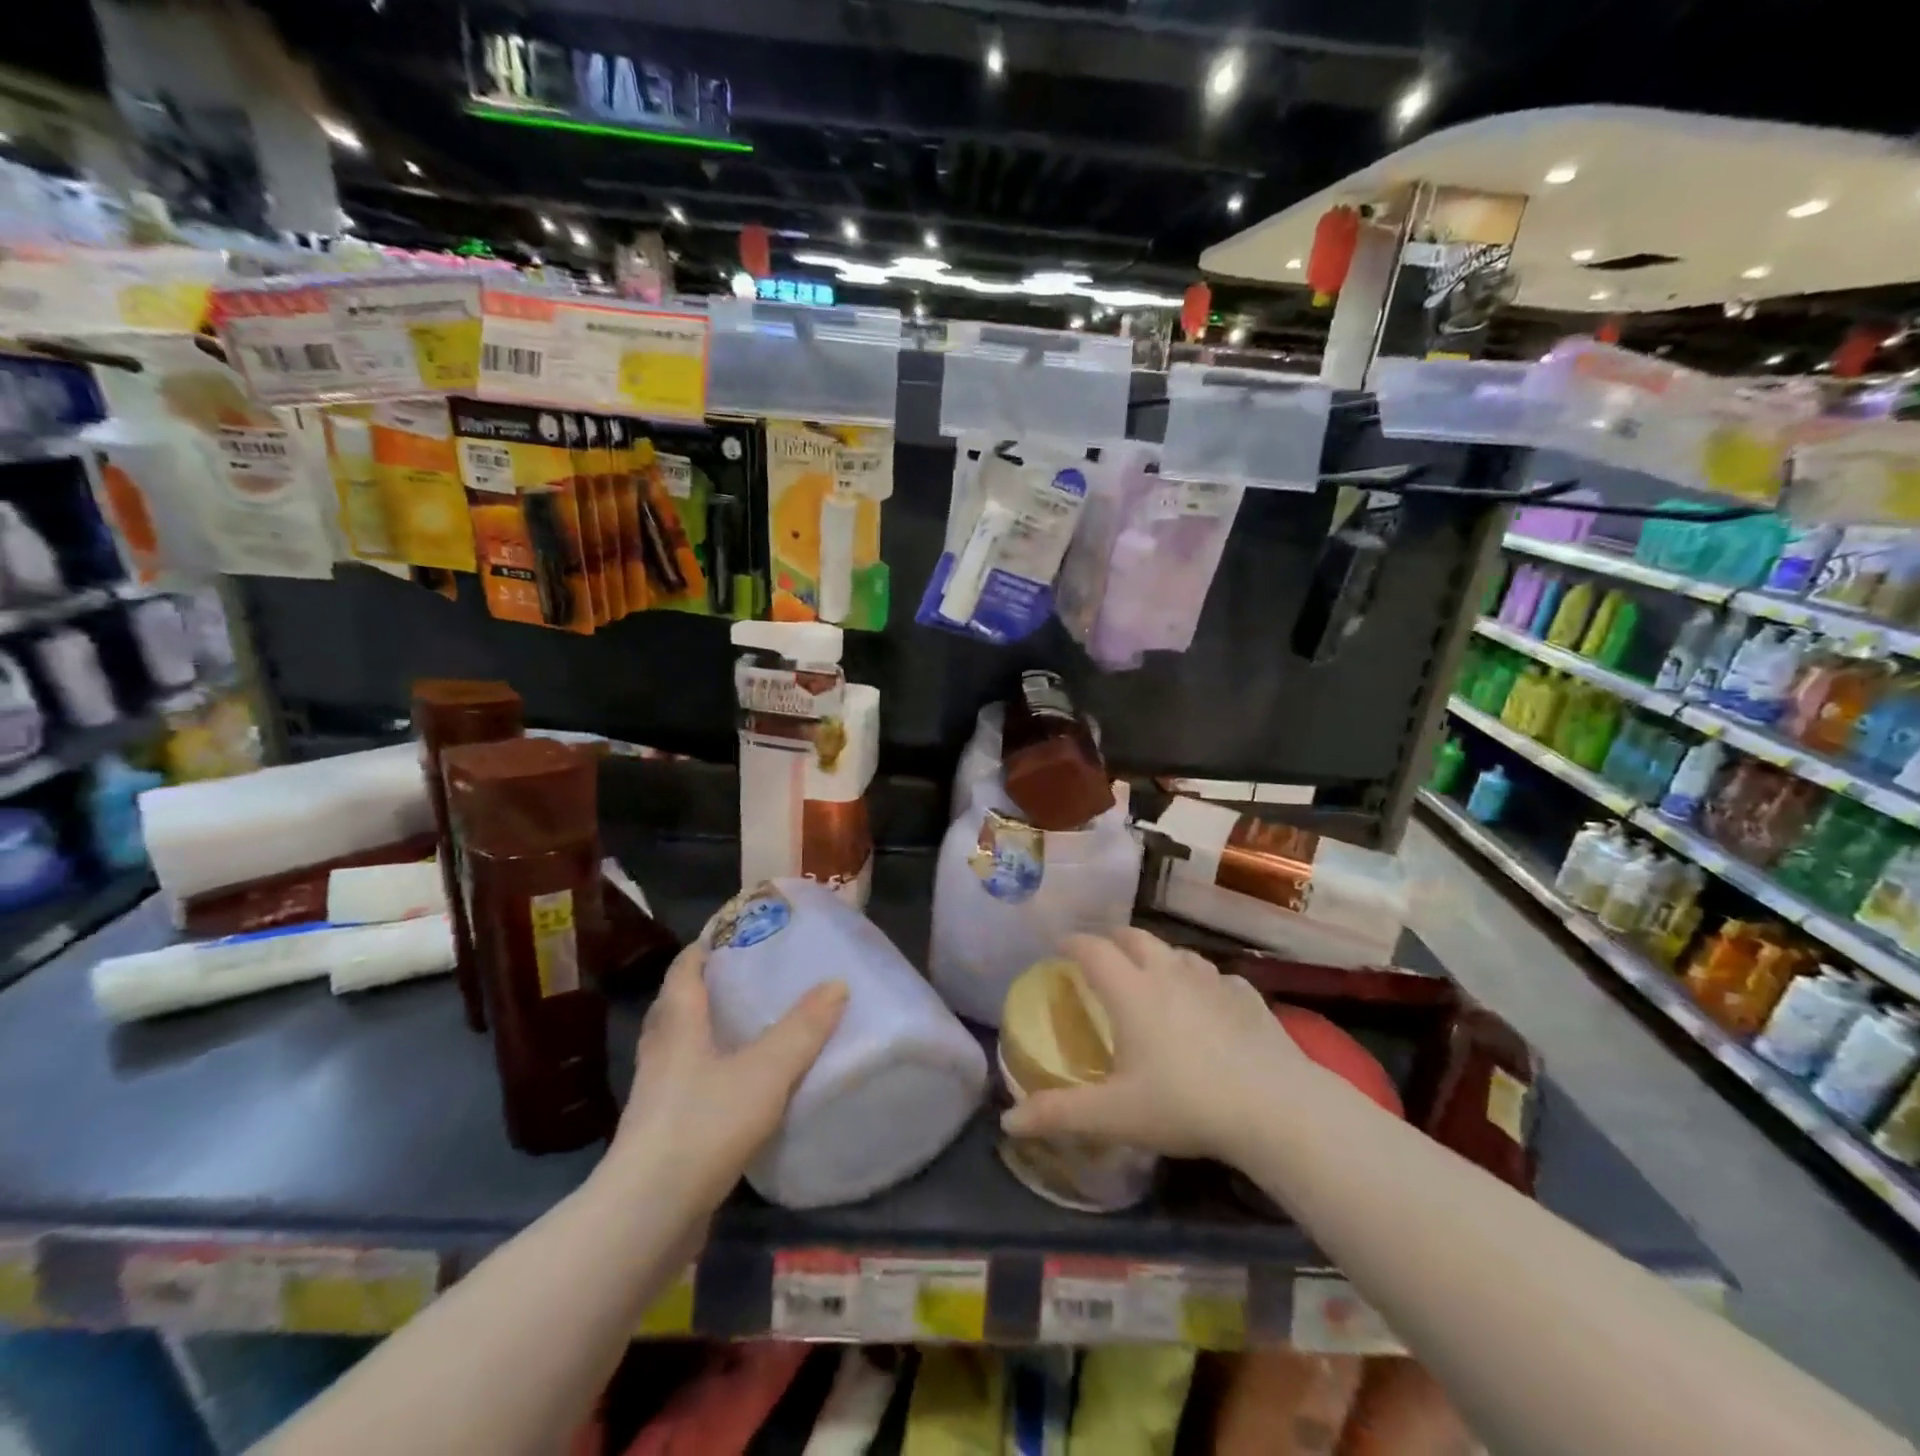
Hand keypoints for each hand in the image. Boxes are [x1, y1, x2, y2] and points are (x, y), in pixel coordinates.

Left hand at [604, 943, 846, 1210]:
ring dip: (708, 1030)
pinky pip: (687, 1084)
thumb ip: (803, 1028)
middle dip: (709, 986)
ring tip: (750, 1025)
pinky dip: (711, 1072)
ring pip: (682, 1046)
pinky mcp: (662, 1132)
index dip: (706, 946)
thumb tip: (837, 983)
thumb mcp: (766, 1071)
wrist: (648, 1215)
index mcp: (678, 1025)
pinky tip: (740, 1084)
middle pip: (678, 1005)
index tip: (737, 932)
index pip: (685, 969)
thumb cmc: (704, 1124)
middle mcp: (661, 1052)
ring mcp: (657, 1094)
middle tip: (750, 975)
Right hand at [1000, 928, 1303, 1162]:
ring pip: (1177, 952)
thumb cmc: (1185, 1104)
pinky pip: (1217, 976)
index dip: (1072, 942)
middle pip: (1135, 937)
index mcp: (1131, 991)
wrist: (1275, 1108)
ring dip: (1158, 956)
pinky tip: (1208, 1002)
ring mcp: (1212, 981)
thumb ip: (1060, 1114)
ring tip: (1152, 974)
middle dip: (1113, 940)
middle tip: (1102, 956)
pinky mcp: (1248, 996)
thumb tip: (1008, 1122)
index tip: (1059, 947)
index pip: (1092, 949)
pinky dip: (1202, 981)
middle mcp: (1168, 973)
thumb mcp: (1115, 1115)